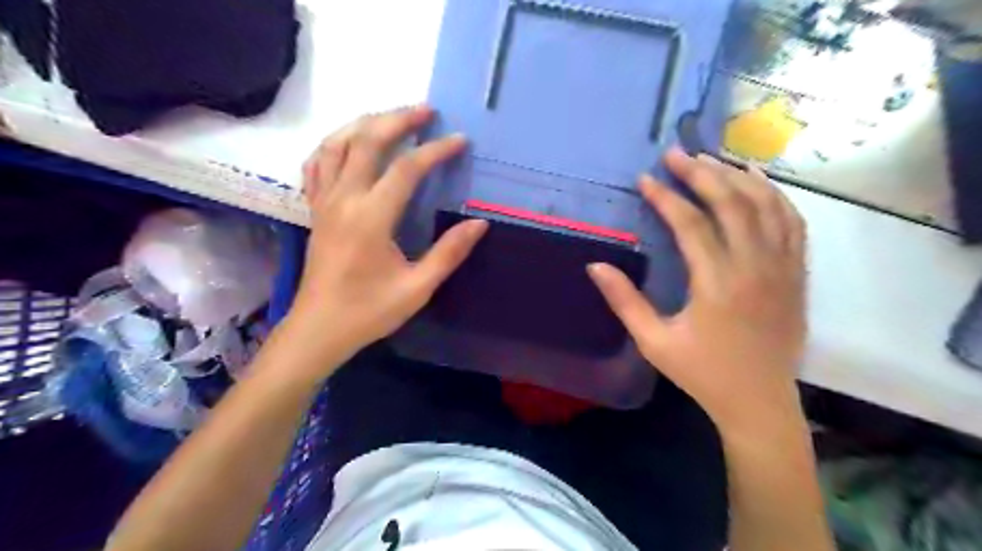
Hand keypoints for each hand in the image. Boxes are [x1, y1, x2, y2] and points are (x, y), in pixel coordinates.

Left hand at [285, 105, 486, 371]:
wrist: (319, 328)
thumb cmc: (369, 312)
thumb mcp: (417, 288)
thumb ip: (449, 253)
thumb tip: (480, 223)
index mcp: (371, 218)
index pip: (406, 169)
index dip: (436, 150)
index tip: (459, 141)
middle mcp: (344, 199)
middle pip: (367, 140)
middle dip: (398, 119)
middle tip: (427, 111)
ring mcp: (324, 201)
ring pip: (337, 144)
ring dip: (365, 123)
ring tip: (392, 118)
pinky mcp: (315, 209)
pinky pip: (317, 163)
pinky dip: (334, 144)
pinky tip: (350, 143)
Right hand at [586, 147, 809, 439]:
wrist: (759, 401)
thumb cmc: (702, 372)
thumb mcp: (654, 342)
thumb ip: (625, 301)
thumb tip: (595, 265)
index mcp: (717, 284)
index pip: (691, 225)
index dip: (666, 198)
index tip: (645, 179)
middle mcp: (755, 267)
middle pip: (731, 204)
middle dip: (701, 173)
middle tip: (677, 154)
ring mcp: (782, 268)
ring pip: (766, 206)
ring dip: (738, 177)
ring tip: (712, 159)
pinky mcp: (796, 274)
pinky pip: (792, 223)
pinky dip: (775, 197)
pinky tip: (758, 182)